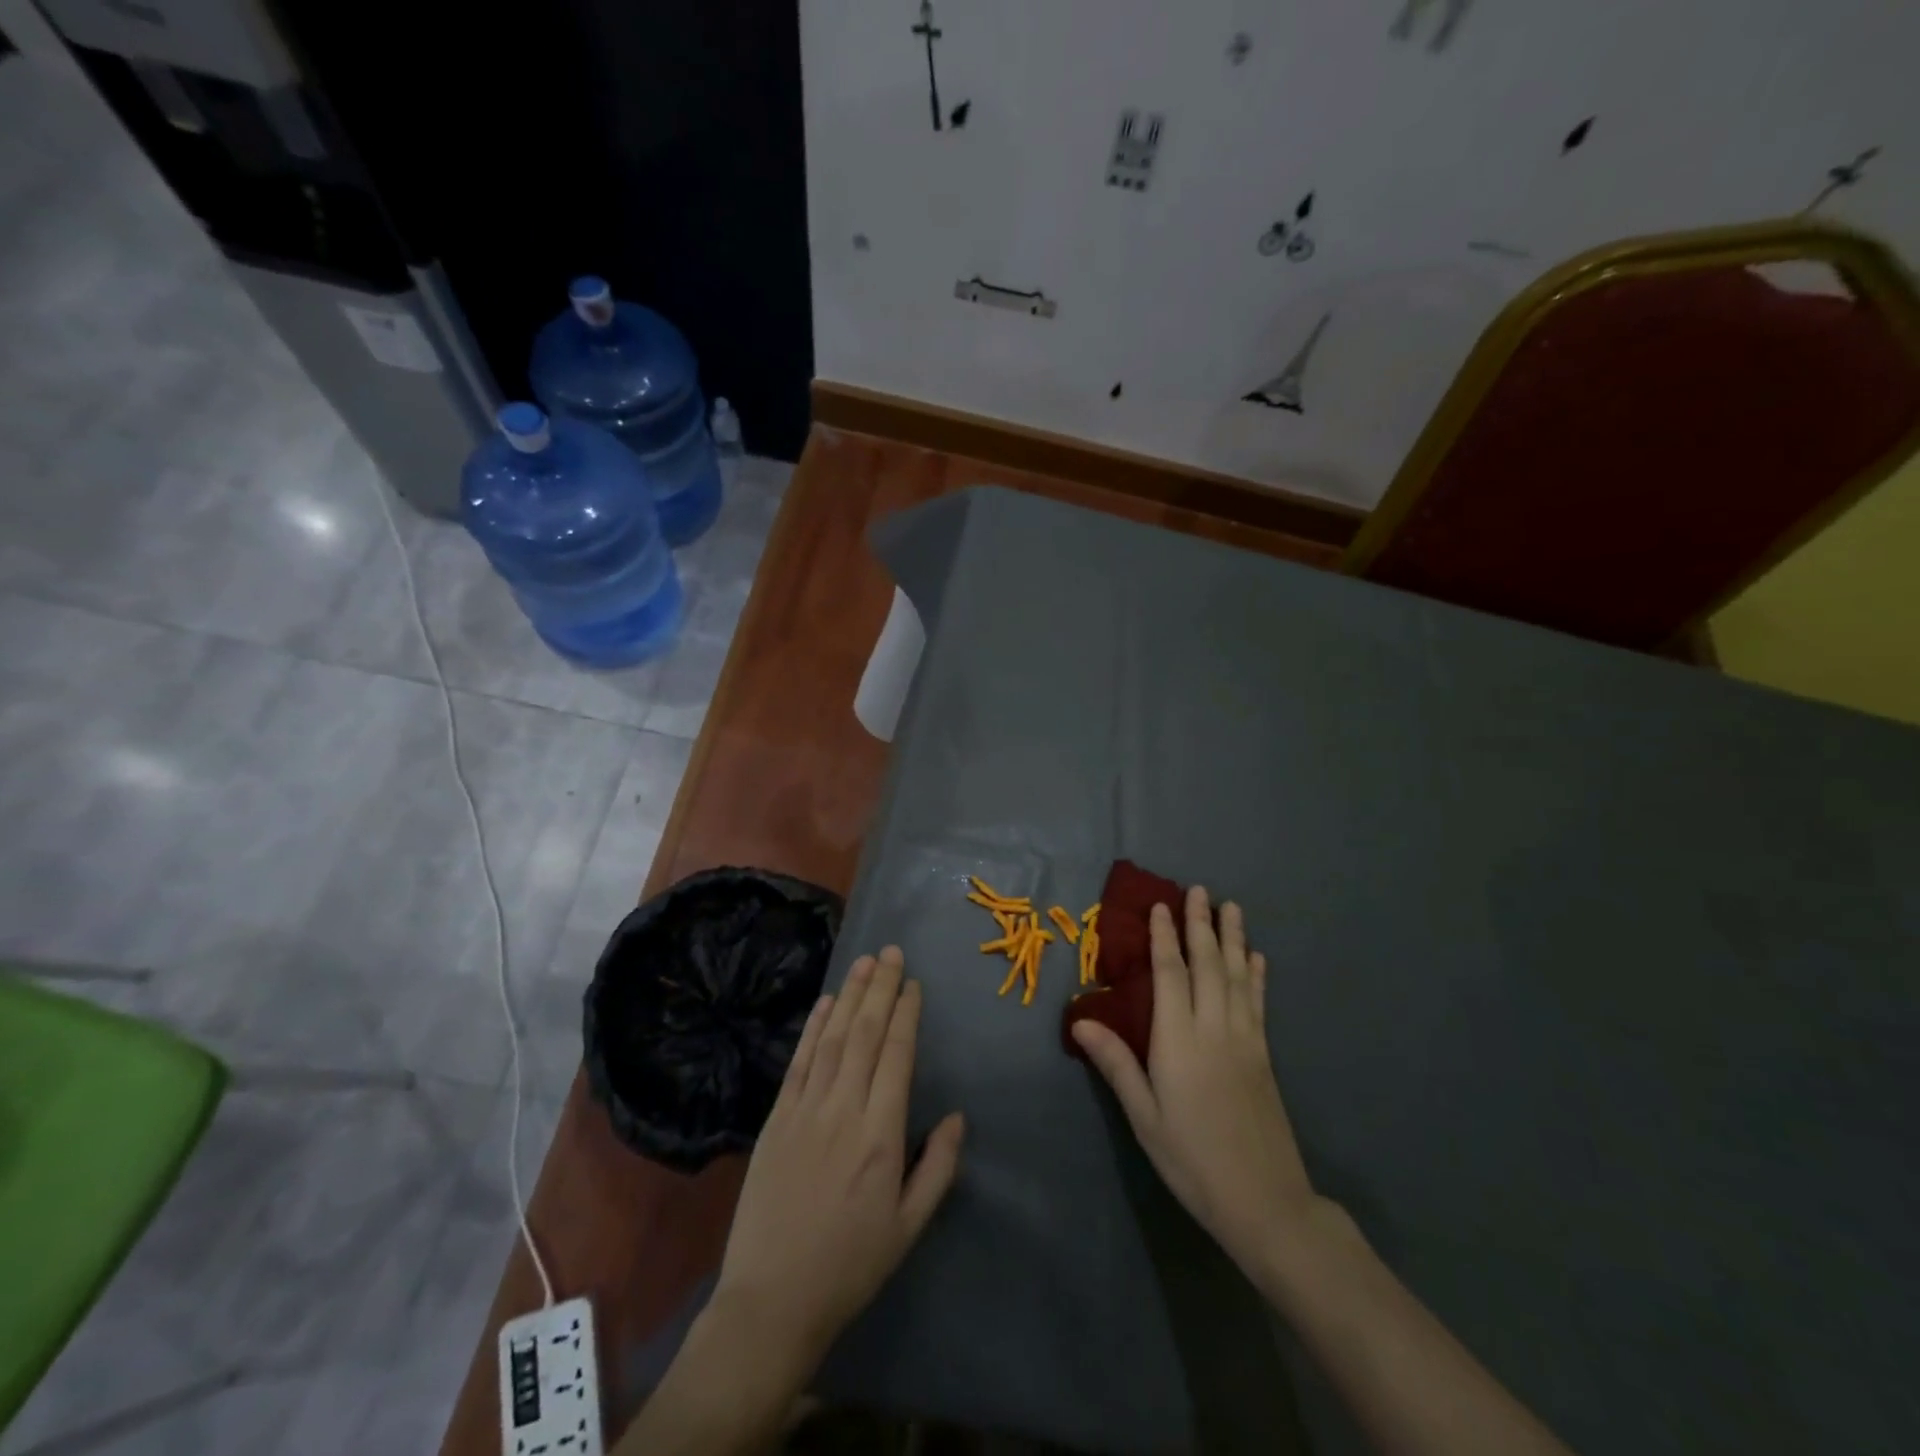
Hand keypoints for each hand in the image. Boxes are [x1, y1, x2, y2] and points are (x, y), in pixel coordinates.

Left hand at [714, 946, 965, 1368]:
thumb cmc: (850, 1265)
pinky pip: (799, 1062)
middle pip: (866, 1035)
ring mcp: (805, 1111)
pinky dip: (813, 1028)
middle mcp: (844, 1110)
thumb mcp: (908, 1227)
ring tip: (864, 962)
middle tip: (892, 952)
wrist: (771, 1300)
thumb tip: (958, 1116)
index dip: (907, 1014)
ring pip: (833, 1039)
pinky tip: (826, 1002)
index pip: (897, 1056)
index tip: (914, 984)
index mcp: (881, 1136)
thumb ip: (938, 1168)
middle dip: (881, 989)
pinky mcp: (777, 1119)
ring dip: (850, 996)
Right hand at [1072, 887, 1322, 1277]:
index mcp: (1179, 1041)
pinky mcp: (1264, 1056)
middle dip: (1201, 925)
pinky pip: (1259, 1004)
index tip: (1161, 906)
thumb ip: (1116, 1064)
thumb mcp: (1144, 1117)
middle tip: (1199, 889)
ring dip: (1234, 939)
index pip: (1170, 975)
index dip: (1165, 938)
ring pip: (1238, 977)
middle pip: (1208, 965)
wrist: (1265, 1202)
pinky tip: (1258, 959)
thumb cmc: (1192, 1159)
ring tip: (1232, 907)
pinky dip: (1257, 977)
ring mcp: (1245, 1040)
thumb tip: (1079, 1020)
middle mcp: (1214, 1029)